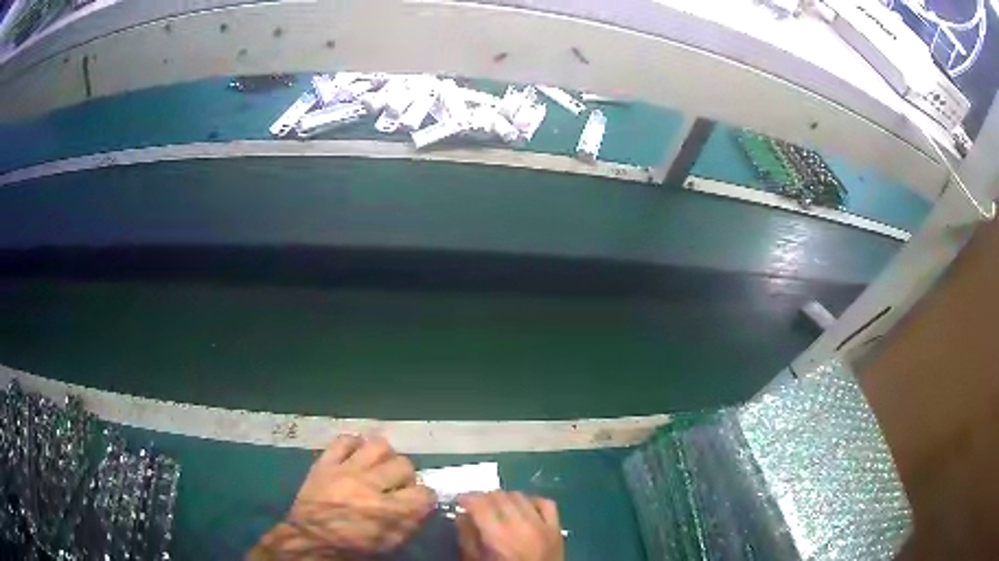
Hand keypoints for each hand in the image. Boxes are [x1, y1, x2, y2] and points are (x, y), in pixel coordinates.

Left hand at [250, 435, 435, 559]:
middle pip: (405, 465)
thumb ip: (408, 523)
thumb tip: (419, 505)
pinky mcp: (325, 462)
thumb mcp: (388, 544)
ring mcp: (346, 470)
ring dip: (384, 457)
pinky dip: (354, 445)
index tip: (417, 503)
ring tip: (378, 468)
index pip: (424, 493)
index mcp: (388, 511)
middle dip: (406, 477)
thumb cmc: (351, 547)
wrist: (308, 540)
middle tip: (397, 486)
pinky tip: (355, 457)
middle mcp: (370, 485)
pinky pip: (344, 440)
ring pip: (379, 445)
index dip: (424, 499)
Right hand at [456, 491, 563, 560]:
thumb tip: (462, 516)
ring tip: (497, 507)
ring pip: (520, 496)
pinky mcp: (556, 529)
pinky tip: (524, 507)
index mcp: (498, 536)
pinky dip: (532, 501)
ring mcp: (542, 525)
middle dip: (483, 497)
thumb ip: (467, 538)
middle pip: (499, 496)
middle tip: (475, 504)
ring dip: (505, 498)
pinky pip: (546, 503)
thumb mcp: (475, 560)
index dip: (466, 498)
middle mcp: (522, 525)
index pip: (480, 503)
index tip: (459, 500)